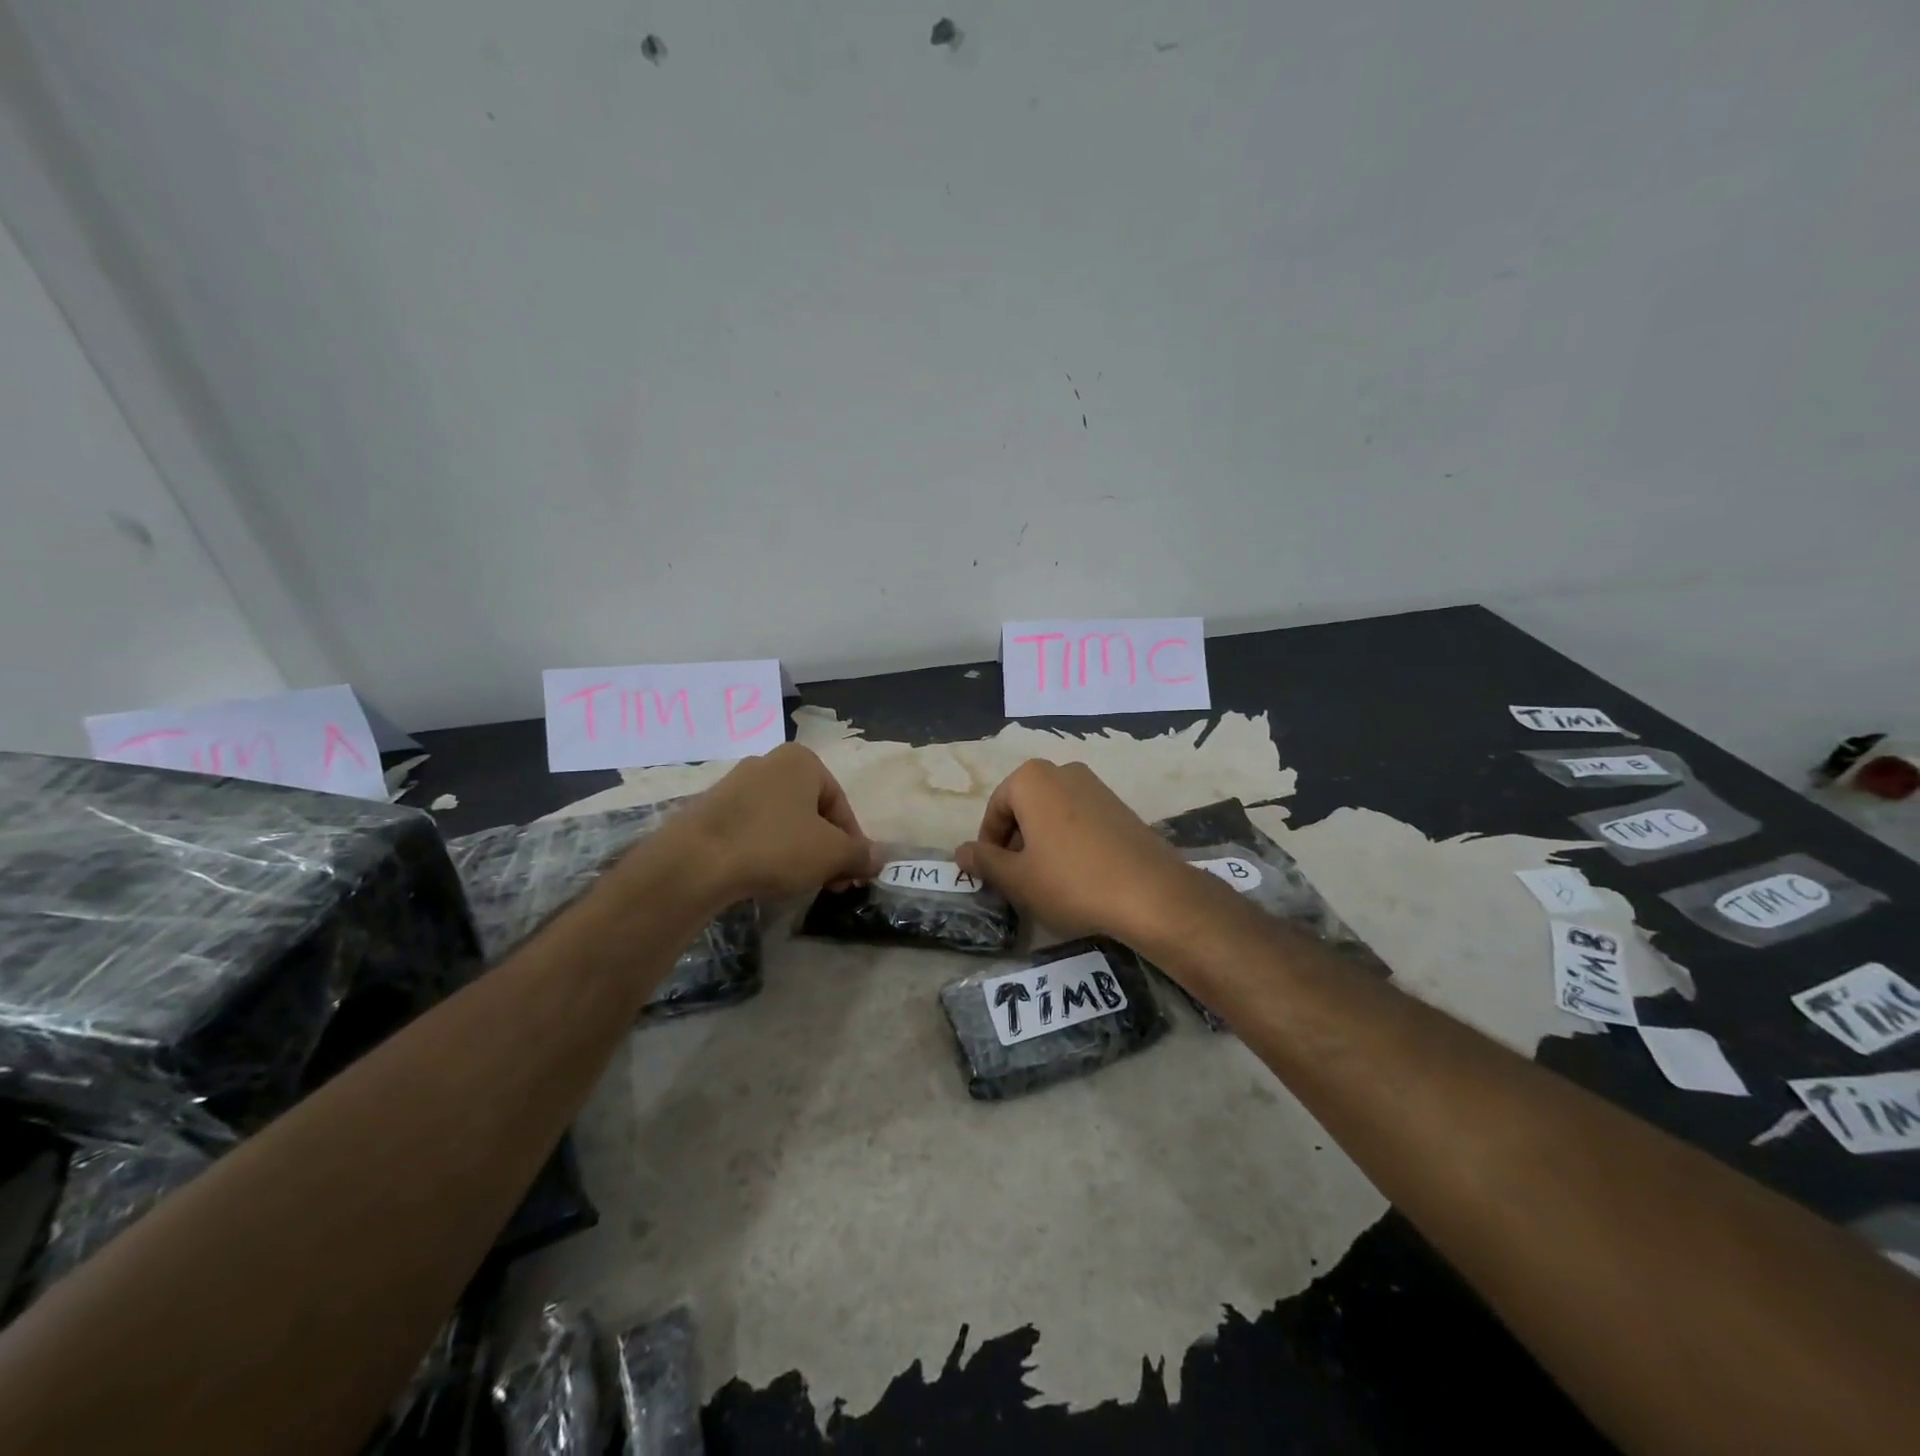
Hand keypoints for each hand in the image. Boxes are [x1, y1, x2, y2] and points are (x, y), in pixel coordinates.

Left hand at [672, 744, 873, 902]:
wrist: (695, 862)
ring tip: (797, 883)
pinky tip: (763, 876)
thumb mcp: (831, 854)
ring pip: (782, 821)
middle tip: (829, 883)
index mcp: (802, 761)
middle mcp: (769, 763)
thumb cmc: (775, 846)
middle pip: (811, 812)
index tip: (851, 875)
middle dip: (825, 848)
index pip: (841, 805)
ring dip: (797, 851)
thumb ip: (860, 854)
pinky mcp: (710, 810)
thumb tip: (878, 859)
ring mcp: (735, 785)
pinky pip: (752, 829)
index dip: (852, 843)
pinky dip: (765, 850)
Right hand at [955, 760, 1199, 946]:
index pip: (995, 810)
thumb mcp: (1017, 878)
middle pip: (1024, 808)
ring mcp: (1096, 786)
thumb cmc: (1071, 881)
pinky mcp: (1120, 806)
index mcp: (1032, 779)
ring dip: (1041, 843)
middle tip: (1017, 880)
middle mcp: (1063, 771)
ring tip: (1046, 881)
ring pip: (1052, 814)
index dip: (989, 845)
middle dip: (1015, 842)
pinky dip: (1069, 842)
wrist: (1151, 894)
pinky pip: (1079, 819)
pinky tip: (1077, 875)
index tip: (993, 876)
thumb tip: (959, 852)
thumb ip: (984, 861)